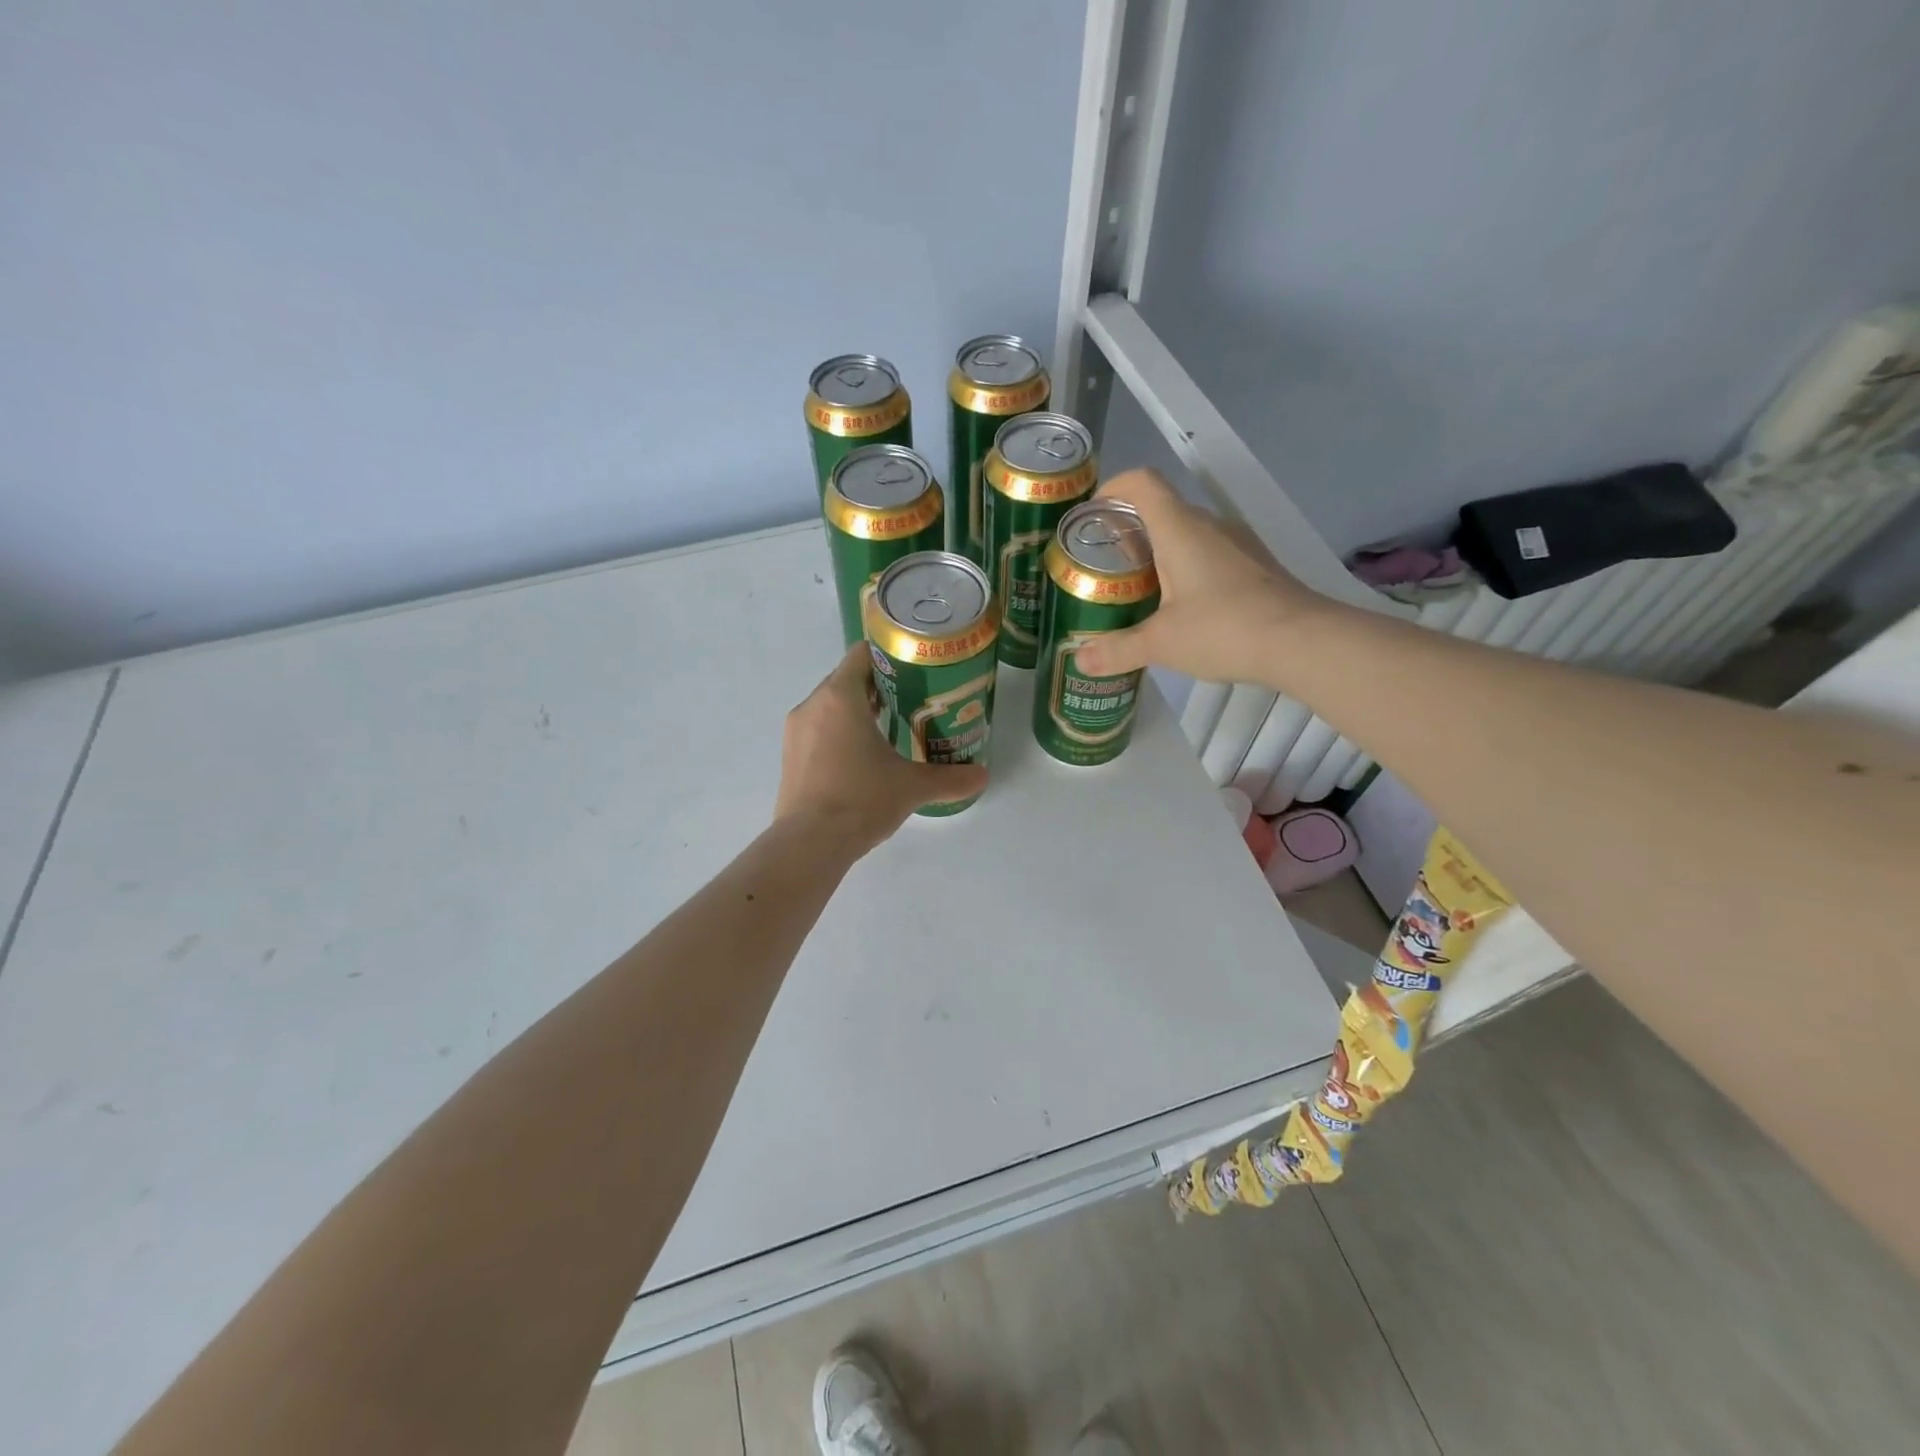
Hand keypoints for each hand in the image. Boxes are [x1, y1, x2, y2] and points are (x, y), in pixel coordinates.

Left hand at [774, 643, 988, 853]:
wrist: (809, 844)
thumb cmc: (861, 800)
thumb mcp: (912, 786)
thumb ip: (950, 778)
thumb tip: (983, 776)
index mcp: (840, 696)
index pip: (862, 654)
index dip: (890, 656)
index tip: (915, 670)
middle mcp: (812, 704)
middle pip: (848, 679)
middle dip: (880, 687)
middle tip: (913, 701)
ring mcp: (796, 731)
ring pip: (831, 706)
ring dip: (859, 711)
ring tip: (892, 729)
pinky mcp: (789, 756)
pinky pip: (818, 729)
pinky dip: (840, 733)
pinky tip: (863, 759)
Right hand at [1073, 468, 1319, 683]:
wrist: (1303, 641)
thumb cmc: (1223, 628)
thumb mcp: (1160, 643)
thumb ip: (1117, 650)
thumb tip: (1080, 661)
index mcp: (1179, 528)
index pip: (1141, 483)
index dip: (1112, 488)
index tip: (1091, 515)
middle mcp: (1209, 525)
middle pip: (1161, 509)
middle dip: (1128, 531)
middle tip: (1105, 567)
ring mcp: (1237, 543)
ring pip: (1187, 533)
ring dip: (1159, 552)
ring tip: (1138, 590)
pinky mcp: (1256, 565)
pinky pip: (1210, 553)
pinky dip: (1186, 568)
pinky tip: (1181, 607)